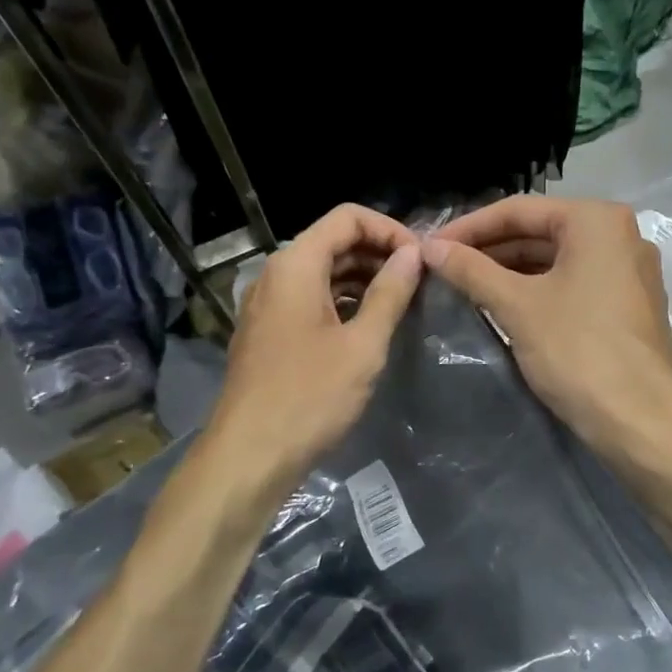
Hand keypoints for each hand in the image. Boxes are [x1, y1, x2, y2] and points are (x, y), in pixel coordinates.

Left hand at [205, 204, 422, 489]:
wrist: (250, 454)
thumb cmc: (310, 396)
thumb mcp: (362, 344)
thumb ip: (390, 293)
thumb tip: (412, 254)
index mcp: (295, 265)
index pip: (348, 217)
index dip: (390, 229)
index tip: (421, 260)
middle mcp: (276, 274)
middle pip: (334, 241)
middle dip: (379, 253)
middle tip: (419, 282)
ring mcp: (268, 304)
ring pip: (322, 272)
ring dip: (363, 278)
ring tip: (402, 302)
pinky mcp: (269, 332)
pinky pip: (310, 299)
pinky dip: (342, 301)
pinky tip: (370, 325)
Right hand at [421, 196, 671, 447]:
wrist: (640, 419)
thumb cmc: (577, 349)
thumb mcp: (516, 306)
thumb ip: (471, 270)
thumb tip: (428, 247)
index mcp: (596, 220)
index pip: (518, 210)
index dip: (469, 227)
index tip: (431, 246)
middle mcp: (619, 235)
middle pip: (539, 232)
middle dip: (489, 249)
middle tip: (443, 267)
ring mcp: (628, 272)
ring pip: (556, 260)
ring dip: (510, 271)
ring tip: (464, 286)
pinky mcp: (628, 305)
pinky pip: (573, 283)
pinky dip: (537, 289)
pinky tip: (502, 305)